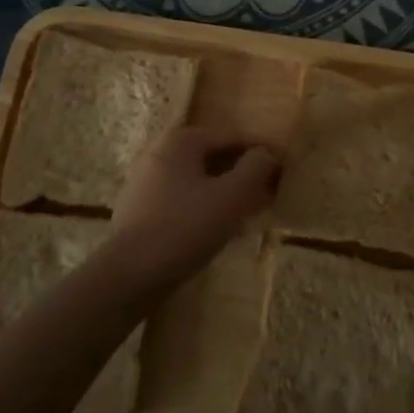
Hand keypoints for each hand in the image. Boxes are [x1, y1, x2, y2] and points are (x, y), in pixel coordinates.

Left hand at [104, 125, 279, 292]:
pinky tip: (220, 229)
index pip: (233, 136)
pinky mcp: (140, 210)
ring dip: (226, 191)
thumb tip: (268, 153)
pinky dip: (205, 206)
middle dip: (243, 172)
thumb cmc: (185, 227)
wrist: (129, 275)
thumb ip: (255, 168)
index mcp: (181, 140)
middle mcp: (160, 152)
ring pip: (198, 179)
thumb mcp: (231, 196)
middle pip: (214, 156)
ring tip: (250, 212)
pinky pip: (183, 199)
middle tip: (269, 191)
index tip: (284, 167)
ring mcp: (146, 181)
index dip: (261, 151)